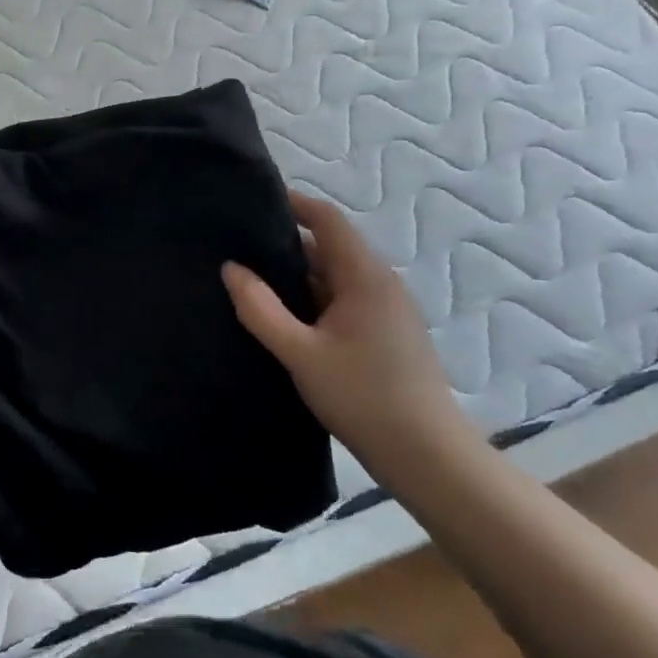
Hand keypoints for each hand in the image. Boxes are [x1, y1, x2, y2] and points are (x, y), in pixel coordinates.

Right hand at [222, 192, 474, 482]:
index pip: (327, 218)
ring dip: (299, 276)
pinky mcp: (388, 332)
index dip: (293, 203)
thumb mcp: (300, 353)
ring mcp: (388, 308)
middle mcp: (380, 282)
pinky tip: (287, 319)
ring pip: (336, 276)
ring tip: (254, 282)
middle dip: (286, 244)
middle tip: (240, 248)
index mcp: (364, 275)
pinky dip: (315, 299)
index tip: (254, 201)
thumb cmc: (362, 397)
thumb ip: (261, 308)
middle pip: (329, 246)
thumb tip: (231, 268)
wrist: (427, 456)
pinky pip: (345, 299)